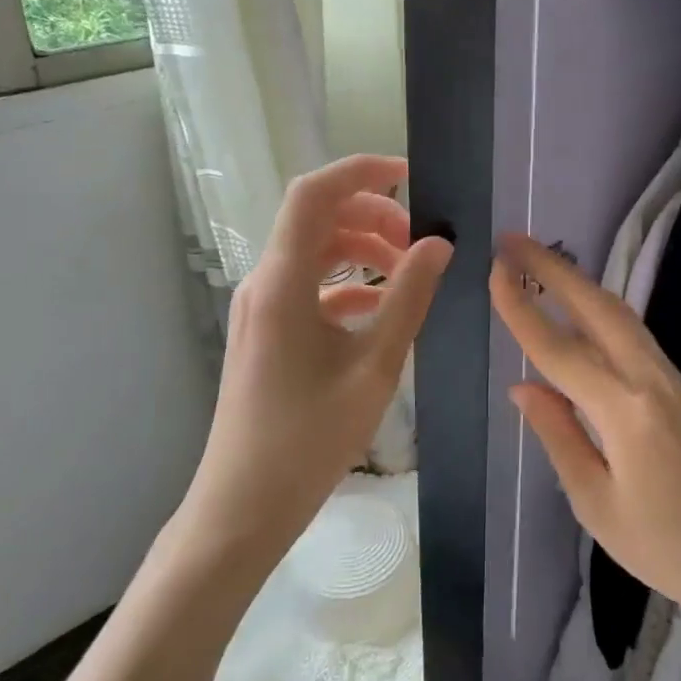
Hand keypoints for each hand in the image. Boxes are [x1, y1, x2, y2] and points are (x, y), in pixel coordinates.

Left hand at [178, 155, 452, 575]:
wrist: (242, 509)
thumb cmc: (308, 439)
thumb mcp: (374, 365)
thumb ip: (409, 297)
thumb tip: (438, 244)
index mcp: (283, 282)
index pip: (314, 194)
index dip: (360, 171)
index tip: (410, 177)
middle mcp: (265, 282)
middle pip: (317, 218)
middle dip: (372, 215)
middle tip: (419, 240)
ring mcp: (262, 307)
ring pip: (315, 251)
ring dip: (362, 249)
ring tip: (408, 272)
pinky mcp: (267, 331)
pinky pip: (309, 285)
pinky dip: (347, 283)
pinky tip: (380, 308)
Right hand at [490, 232, 680, 626]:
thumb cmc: (665, 546)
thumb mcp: (596, 503)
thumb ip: (558, 435)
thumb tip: (522, 387)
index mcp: (624, 411)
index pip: (558, 349)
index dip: (521, 308)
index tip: (494, 270)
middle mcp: (649, 377)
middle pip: (595, 307)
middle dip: (554, 268)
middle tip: (514, 240)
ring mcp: (669, 376)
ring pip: (618, 312)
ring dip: (579, 280)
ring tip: (542, 260)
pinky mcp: (679, 383)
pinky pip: (632, 330)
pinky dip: (600, 306)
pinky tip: (582, 304)